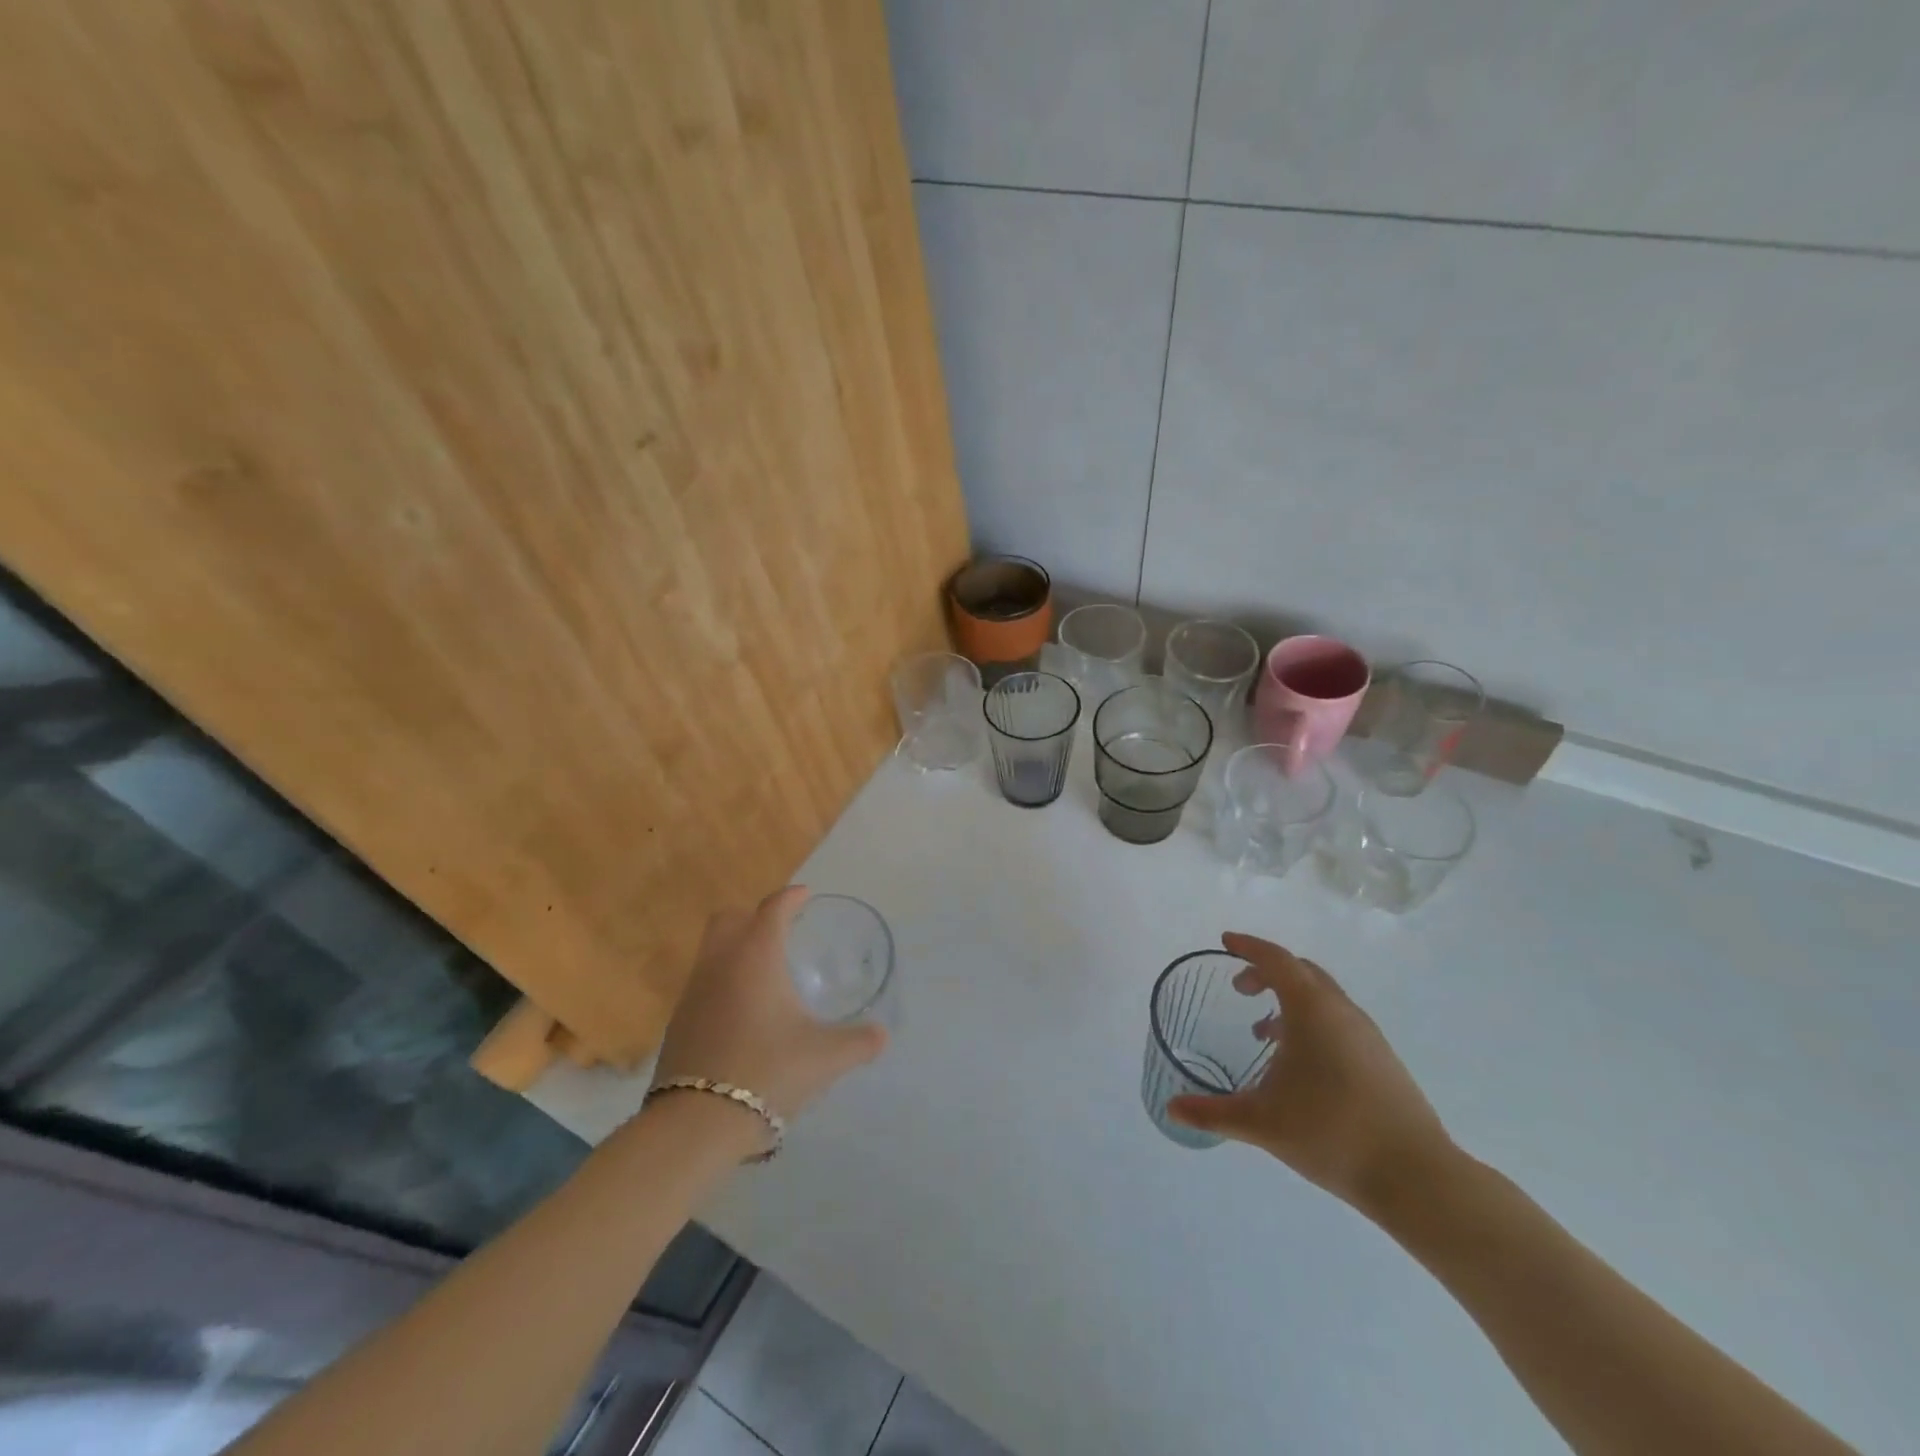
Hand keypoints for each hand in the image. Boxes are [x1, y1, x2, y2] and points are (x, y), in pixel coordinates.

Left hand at [653, 887, 887, 1122]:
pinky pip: (702, 984)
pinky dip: (723, 983)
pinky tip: (743, 1013)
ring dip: (735, 950)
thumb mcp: (826, 1057)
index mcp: (756, 956)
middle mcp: (720, 963)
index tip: (805, 895)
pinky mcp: (678, 1022)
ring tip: (764, 974)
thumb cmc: (768, 1071)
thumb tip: (883, 1035)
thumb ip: (859, 1042)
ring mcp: (693, 992)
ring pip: (711, 951)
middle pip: (729, 918)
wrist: (697, 1122)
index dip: (791, 897)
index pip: (773, 908)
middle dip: (753, 916)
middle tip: (780, 932)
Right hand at [1167, 933, 1456, 1216]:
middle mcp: (1341, 1010)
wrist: (1416, 1176)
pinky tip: (1301, 1064)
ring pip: (1323, 997)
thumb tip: (1170, 1108)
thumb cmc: (1331, 1133)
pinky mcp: (1382, 1059)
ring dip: (1290, 999)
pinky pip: (1338, 1020)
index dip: (1248, 946)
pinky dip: (1311, 1021)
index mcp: (1311, 1009)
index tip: (1225, 942)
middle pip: (1301, 971)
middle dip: (1267, 971)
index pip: (1275, 958)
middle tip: (1239, 988)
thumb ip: (1211, 1112)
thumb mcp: (1261, 1122)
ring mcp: (1367, 1034)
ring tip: (1264, 1030)